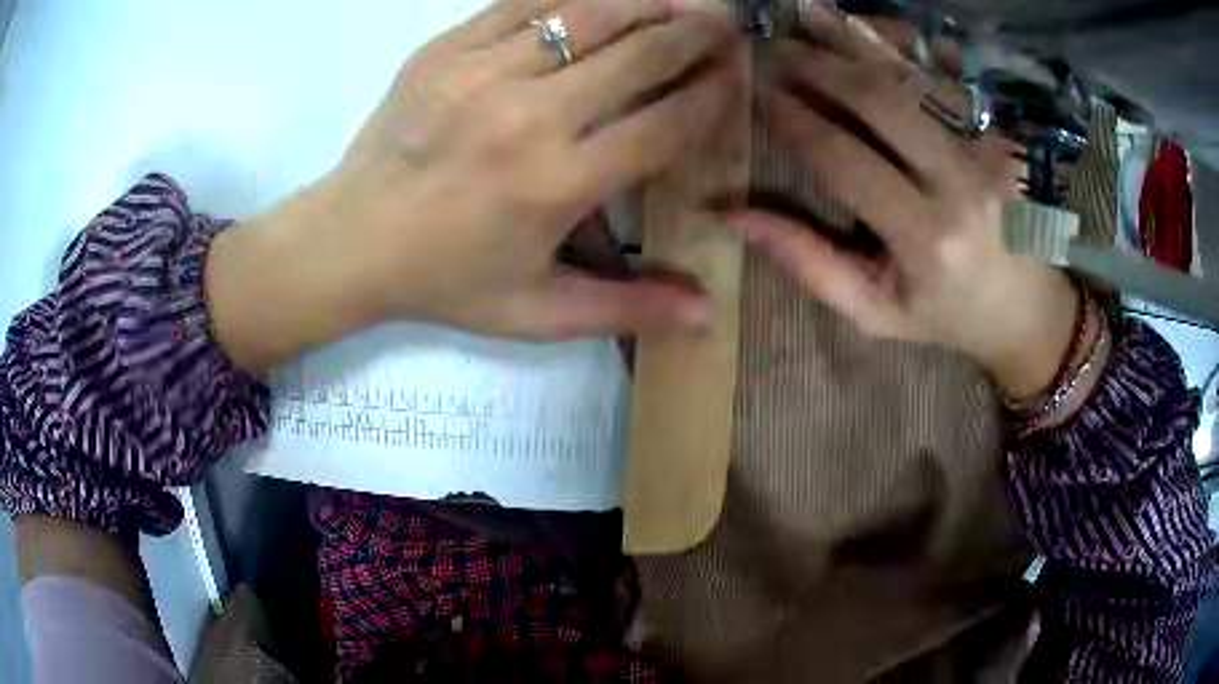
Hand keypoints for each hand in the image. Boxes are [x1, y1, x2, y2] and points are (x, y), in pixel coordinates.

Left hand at [327, 0, 742, 335]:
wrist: (350, 240)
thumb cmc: (445, 281)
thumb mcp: (535, 313)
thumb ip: (625, 309)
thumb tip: (707, 315)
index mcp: (556, 184)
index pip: (665, 123)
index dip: (713, 95)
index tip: (738, 77)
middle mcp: (528, 116)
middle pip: (638, 54)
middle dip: (696, 35)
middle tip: (726, 26)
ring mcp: (481, 72)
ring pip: (588, 14)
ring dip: (647, 3)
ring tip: (681, 2)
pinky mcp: (445, 50)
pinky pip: (525, 2)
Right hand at [730, 7, 1078, 398]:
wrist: (1028, 310)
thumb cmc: (947, 316)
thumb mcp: (875, 312)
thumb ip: (809, 263)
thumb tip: (736, 216)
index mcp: (926, 239)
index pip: (845, 159)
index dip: (797, 121)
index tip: (759, 94)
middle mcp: (961, 184)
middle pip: (879, 102)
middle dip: (818, 66)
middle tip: (773, 46)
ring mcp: (988, 151)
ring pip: (911, 79)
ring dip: (854, 43)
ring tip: (807, 17)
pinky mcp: (1000, 135)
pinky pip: (944, 80)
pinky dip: (901, 49)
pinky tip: (866, 30)